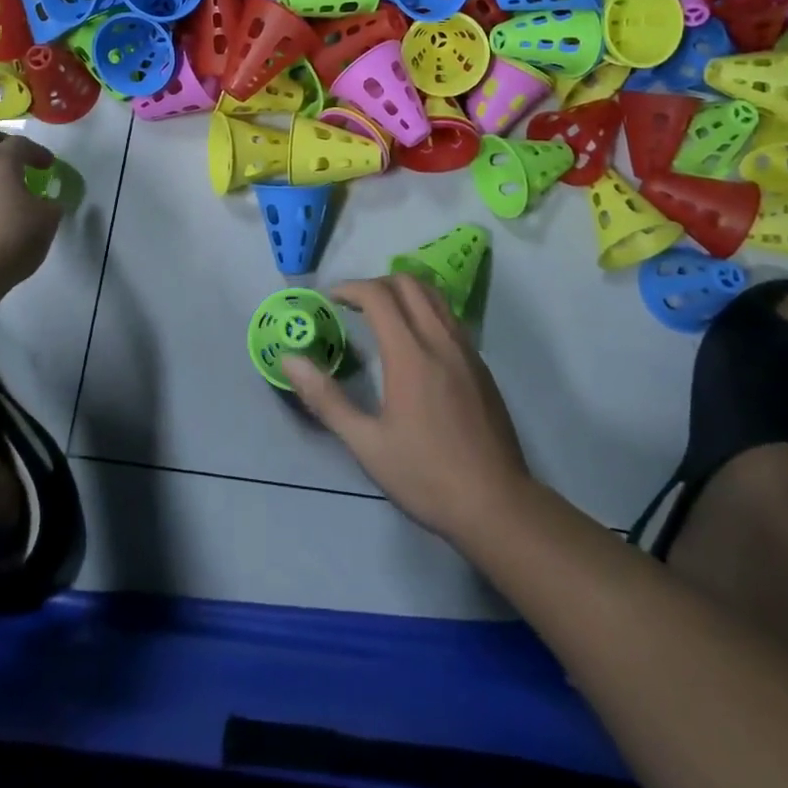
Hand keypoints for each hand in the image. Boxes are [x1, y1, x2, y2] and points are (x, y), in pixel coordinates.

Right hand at [284, 275, 533, 545]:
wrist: (497, 504)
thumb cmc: (425, 476)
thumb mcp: (366, 444)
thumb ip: (326, 399)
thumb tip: (290, 361)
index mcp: (410, 354)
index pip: (378, 295)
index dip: (351, 288)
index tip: (331, 299)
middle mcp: (440, 340)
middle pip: (408, 283)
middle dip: (376, 283)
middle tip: (354, 305)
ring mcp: (466, 350)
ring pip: (434, 295)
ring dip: (404, 291)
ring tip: (382, 315)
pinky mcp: (481, 365)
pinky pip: (450, 317)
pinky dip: (426, 310)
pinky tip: (415, 342)